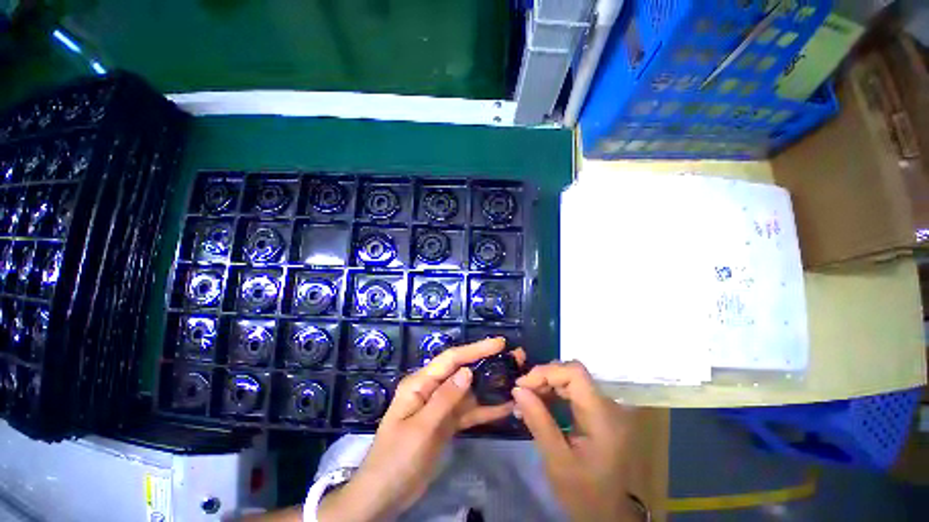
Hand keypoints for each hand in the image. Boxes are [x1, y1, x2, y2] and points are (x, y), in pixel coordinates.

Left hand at [319, 338, 523, 521]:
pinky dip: (486, 409)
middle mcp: (432, 389)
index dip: (475, 349)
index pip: (451, 359)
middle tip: (514, 358)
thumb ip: (445, 399)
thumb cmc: (396, 459)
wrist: (384, 496)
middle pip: (463, 371)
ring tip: (515, 378)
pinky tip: (506, 406)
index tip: (499, 343)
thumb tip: (468, 371)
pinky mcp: (447, 423)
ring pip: (469, 391)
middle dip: (487, 363)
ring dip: (491, 386)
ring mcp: (441, 406)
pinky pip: (469, 412)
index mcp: (420, 383)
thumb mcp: (420, 429)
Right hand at [513, 361, 638, 521]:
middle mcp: (608, 405)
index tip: (522, 385)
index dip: (546, 372)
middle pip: (572, 373)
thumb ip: (538, 421)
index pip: (575, 373)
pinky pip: (572, 391)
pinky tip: (538, 404)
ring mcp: (604, 408)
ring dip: (546, 385)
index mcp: (603, 416)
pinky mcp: (597, 412)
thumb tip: (517, 389)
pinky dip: (553, 394)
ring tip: (525, 400)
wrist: (606, 514)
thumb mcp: (557, 461)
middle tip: (521, 394)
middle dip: (543, 379)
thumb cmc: (584, 493)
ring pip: (570, 379)